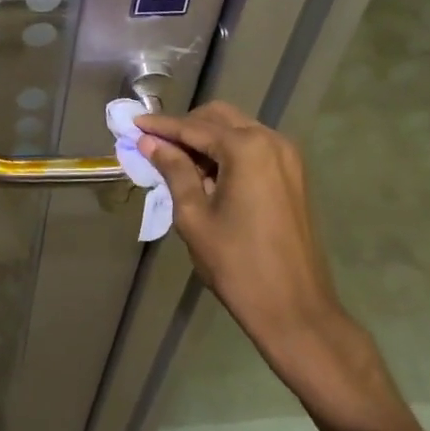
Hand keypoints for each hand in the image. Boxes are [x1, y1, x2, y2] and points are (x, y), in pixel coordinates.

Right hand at [139, 103, 406, 430]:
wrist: (296, 311)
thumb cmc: (237, 265)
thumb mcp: (194, 216)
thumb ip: (173, 170)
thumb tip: (150, 143)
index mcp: (246, 149)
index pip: (193, 127)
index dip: (161, 126)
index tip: (134, 124)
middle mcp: (271, 141)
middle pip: (218, 118)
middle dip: (185, 127)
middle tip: (154, 144)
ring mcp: (287, 157)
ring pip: (237, 130)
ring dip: (206, 139)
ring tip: (176, 162)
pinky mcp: (293, 176)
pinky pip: (253, 148)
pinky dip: (227, 152)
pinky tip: (206, 173)